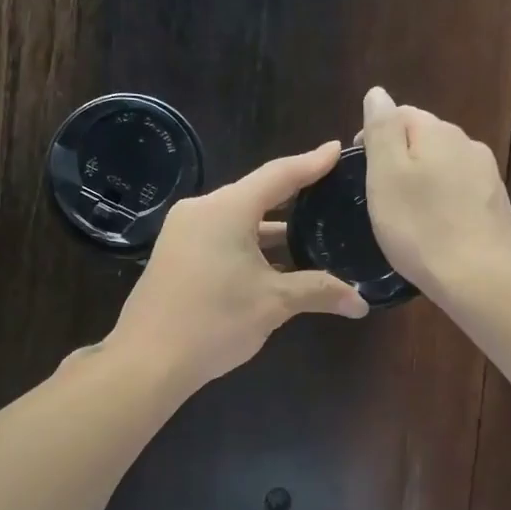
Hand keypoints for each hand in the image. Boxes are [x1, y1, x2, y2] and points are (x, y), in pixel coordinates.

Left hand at [103, 142, 369, 387]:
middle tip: (328, 194)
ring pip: (237, 220)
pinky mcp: (174, 256)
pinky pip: (220, 238)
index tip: (336, 149)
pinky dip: (248, 245)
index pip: (279, 175)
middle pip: (256, 195)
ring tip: (310, 233)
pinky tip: (273, 264)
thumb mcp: (274, 303)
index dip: (311, 163)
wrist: (148, 360)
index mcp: (227, 209)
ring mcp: (182, 233)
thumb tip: (362, 304)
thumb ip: (320, 292)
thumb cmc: (215, 321)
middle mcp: (201, 210)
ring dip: (271, 230)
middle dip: (293, 198)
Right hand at [359, 87, 510, 296]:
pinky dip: (442, 203)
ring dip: (423, 182)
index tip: (358, 169)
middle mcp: (468, 144)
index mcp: (438, 132)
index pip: (400, 114)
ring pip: (444, 167)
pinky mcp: (496, 206)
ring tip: (404, 215)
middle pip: (425, 140)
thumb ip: (382, 130)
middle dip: (400, 159)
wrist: (479, 277)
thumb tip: (378, 94)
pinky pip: (459, 193)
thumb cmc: (420, 226)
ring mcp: (487, 175)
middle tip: (378, 196)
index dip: (374, 136)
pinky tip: (433, 228)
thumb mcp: (386, 175)